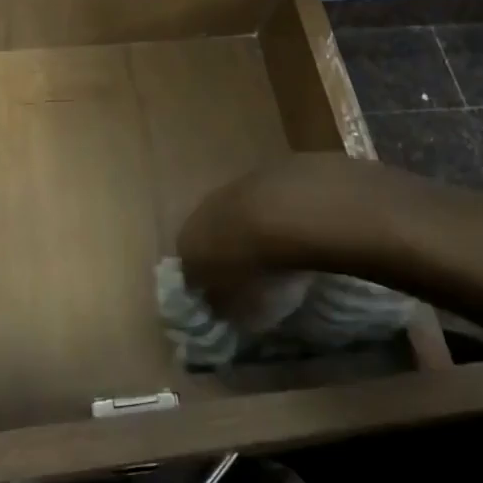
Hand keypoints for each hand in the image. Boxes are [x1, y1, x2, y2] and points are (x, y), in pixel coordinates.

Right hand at [178, 152, 391, 316]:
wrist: (288, 212)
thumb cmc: (259, 271)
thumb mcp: (243, 310)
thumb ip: (228, 309)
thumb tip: (222, 306)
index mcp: (188, 247)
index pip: (190, 272)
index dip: (209, 287)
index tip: (227, 298)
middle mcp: (200, 213)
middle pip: (209, 236)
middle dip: (226, 253)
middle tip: (251, 273)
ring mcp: (229, 188)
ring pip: (233, 213)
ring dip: (249, 229)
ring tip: (276, 250)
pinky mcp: (260, 172)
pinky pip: (261, 199)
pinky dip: (272, 212)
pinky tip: (294, 226)